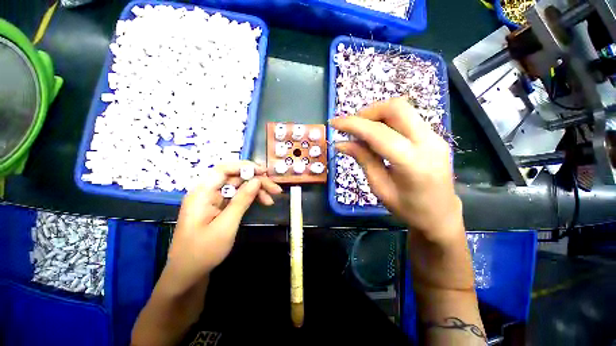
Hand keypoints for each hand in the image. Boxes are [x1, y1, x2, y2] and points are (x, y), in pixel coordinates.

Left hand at [164, 161, 281, 293]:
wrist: (188, 276)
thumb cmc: (203, 252)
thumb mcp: (226, 225)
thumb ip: (242, 200)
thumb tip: (257, 180)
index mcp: (202, 193)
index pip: (224, 169)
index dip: (245, 167)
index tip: (264, 172)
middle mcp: (207, 193)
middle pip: (235, 178)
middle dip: (256, 181)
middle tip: (275, 189)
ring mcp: (213, 201)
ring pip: (238, 187)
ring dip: (256, 190)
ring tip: (271, 199)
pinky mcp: (219, 208)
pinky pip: (237, 197)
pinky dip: (250, 198)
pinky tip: (262, 202)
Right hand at [330, 97, 462, 243]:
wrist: (441, 215)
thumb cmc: (408, 209)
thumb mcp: (380, 187)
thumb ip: (363, 160)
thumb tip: (341, 143)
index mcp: (412, 162)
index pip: (378, 133)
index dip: (353, 124)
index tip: (334, 123)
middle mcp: (429, 142)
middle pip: (396, 108)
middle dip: (368, 112)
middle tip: (353, 126)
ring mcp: (435, 137)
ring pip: (403, 109)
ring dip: (377, 114)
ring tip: (362, 131)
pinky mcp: (434, 136)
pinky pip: (408, 118)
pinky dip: (387, 120)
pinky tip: (377, 135)